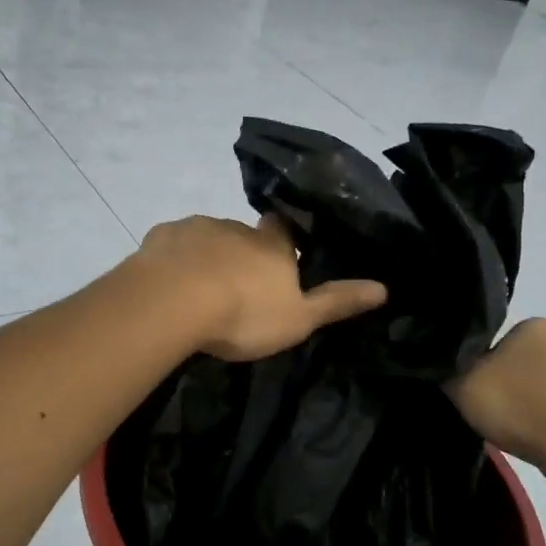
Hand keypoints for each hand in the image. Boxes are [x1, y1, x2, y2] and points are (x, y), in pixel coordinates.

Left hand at [133, 213, 387, 362]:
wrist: (173, 301)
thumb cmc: (243, 312)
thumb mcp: (298, 318)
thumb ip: (337, 302)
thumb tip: (384, 288)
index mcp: (272, 245)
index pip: (285, 230)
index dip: (285, 240)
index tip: (282, 256)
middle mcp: (236, 227)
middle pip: (243, 234)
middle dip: (242, 252)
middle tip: (236, 286)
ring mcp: (195, 229)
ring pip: (206, 238)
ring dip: (207, 257)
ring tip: (199, 289)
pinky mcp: (161, 238)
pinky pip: (172, 246)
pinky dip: (174, 260)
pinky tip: (169, 282)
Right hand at [449, 318, 545, 476]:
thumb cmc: (524, 409)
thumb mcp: (464, 389)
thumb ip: (453, 371)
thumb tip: (449, 363)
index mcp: (536, 326)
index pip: (508, 342)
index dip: (495, 369)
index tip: (491, 396)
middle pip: (544, 360)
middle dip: (532, 382)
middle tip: (517, 417)